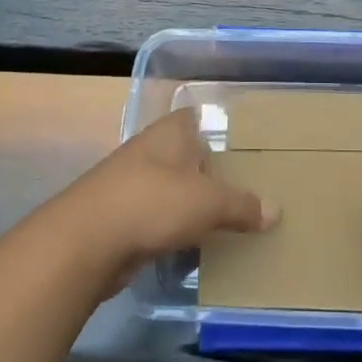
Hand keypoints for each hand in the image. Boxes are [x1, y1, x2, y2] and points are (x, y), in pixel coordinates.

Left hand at [55, 109, 276, 282]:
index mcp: (170, 133)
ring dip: (191, 202)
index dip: (217, 126)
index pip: (196, 117)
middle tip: (247, 186)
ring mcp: (131, 184)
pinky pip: (158, 218)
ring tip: (229, 218)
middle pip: (186, 155)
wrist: (85, 243)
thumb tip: (276, 211)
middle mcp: (150, 151)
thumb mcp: (208, 202)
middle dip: (210, 170)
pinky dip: (174, 229)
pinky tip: (196, 244)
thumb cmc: (152, 202)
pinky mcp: (121, 218)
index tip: (244, 144)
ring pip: (171, 188)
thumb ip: (242, 205)